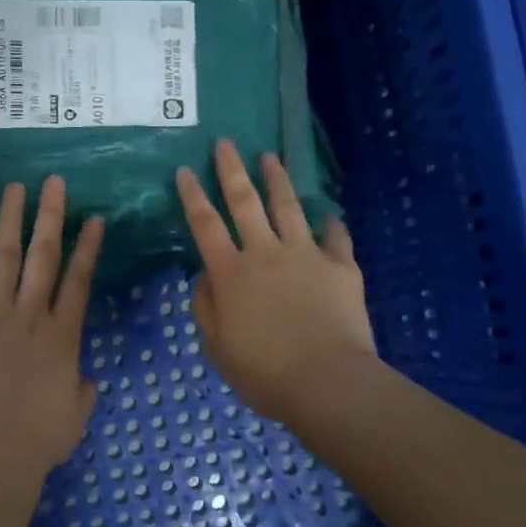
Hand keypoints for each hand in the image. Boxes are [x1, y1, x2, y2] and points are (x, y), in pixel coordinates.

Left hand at [0, 177, 104, 483]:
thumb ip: (82, 391)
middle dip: (52, 217)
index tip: (94, 219)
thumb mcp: (75, 416)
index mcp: (64, 336)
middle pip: (46, 256)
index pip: (80, 281)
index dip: (88, 248)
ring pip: (7, 255)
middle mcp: (33, 314)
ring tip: (16, 188)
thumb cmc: (36, 440)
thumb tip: (84, 378)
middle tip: (55, 183)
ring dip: (12, 219)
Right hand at [176, 140, 375, 424]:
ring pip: (289, 208)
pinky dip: (332, 225)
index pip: (205, 225)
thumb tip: (205, 277)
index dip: (192, 196)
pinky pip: (336, 238)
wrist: (327, 383)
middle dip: (232, 170)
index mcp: (231, 274)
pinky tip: (331, 216)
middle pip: (245, 203)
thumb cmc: (264, 373)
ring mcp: (306, 256)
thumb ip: (206, 308)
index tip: (184, 170)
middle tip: (226, 143)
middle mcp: (265, 254)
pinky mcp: (341, 267)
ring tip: (270, 158)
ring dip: (277, 180)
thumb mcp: (217, 348)